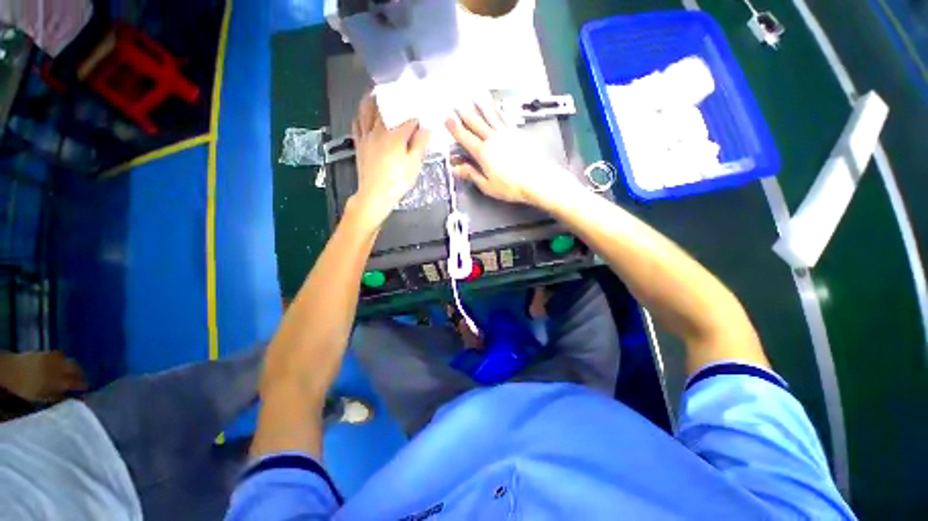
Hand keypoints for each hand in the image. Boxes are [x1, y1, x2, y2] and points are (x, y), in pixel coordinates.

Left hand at [0, 351, 86, 402]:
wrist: (12, 369)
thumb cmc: (26, 387)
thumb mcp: (41, 396)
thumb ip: (57, 397)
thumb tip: (72, 398)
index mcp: (60, 381)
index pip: (77, 384)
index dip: (83, 387)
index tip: (88, 390)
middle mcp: (61, 369)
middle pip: (76, 370)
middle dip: (81, 375)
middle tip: (83, 380)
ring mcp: (54, 359)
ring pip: (70, 362)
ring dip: (74, 367)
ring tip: (75, 372)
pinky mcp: (49, 353)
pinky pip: (61, 355)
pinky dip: (65, 359)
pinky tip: (63, 362)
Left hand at [350, 95, 431, 228]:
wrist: (374, 194)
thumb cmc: (397, 181)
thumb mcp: (413, 165)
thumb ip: (420, 145)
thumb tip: (427, 129)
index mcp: (396, 135)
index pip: (409, 122)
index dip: (417, 119)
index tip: (423, 118)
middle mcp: (379, 131)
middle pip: (385, 110)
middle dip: (391, 101)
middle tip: (394, 92)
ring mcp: (366, 137)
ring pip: (366, 113)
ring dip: (370, 101)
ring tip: (373, 93)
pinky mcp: (359, 145)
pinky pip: (356, 126)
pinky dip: (359, 117)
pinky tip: (360, 115)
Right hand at [445, 102, 574, 205]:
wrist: (537, 180)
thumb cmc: (512, 186)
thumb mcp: (487, 186)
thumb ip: (471, 175)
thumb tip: (457, 169)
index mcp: (483, 153)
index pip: (465, 137)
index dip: (455, 128)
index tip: (447, 119)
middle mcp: (493, 139)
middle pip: (476, 122)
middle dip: (464, 112)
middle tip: (457, 103)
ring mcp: (506, 134)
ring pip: (490, 116)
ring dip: (481, 105)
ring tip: (475, 95)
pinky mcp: (517, 133)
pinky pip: (504, 118)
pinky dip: (497, 111)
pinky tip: (496, 107)